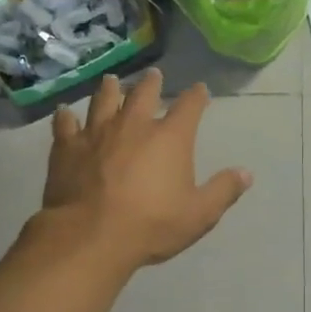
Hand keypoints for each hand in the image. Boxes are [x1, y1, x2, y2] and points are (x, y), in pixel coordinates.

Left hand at [41, 70, 252, 270]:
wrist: (90, 236)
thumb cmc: (151, 225)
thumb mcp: (199, 214)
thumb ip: (223, 190)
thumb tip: (246, 173)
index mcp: (170, 137)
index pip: (189, 106)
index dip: (197, 96)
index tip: (200, 90)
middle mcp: (134, 125)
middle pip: (144, 94)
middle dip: (152, 83)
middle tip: (154, 75)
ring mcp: (97, 132)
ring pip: (104, 100)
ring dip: (110, 89)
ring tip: (111, 80)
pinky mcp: (67, 147)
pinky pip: (65, 124)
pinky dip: (66, 117)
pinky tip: (64, 112)